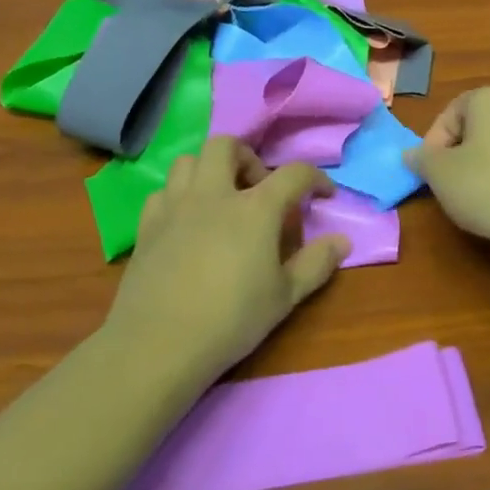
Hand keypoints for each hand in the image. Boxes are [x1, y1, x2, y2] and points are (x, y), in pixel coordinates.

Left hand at [104, 137, 350, 382]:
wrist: (159, 343)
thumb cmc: (232, 319)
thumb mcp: (285, 297)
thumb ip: (316, 264)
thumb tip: (342, 241)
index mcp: (255, 208)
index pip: (294, 173)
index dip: (315, 179)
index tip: (324, 196)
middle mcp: (213, 194)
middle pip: (227, 146)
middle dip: (249, 158)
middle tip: (260, 190)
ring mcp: (175, 206)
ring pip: (189, 160)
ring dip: (210, 170)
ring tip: (222, 200)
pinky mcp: (147, 226)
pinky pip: (163, 192)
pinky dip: (180, 196)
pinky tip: (188, 222)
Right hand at [404, 87, 489, 252]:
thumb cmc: (485, 186)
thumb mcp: (439, 173)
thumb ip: (421, 158)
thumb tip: (411, 154)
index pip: (449, 114)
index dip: (433, 144)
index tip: (431, 172)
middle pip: (473, 128)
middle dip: (456, 154)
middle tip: (447, 183)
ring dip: (478, 167)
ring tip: (471, 197)